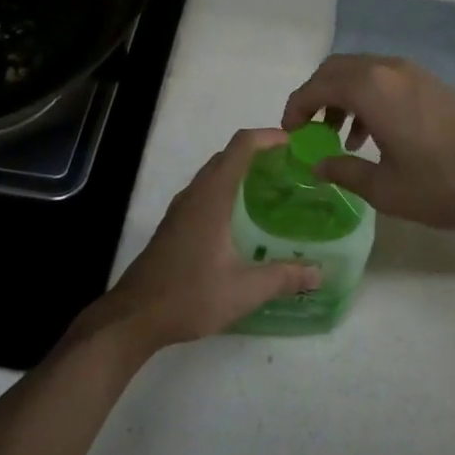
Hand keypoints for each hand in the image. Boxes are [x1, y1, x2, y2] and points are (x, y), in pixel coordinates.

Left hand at [92, 129, 320, 353]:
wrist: (134, 317)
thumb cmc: (190, 295)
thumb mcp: (244, 290)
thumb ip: (284, 277)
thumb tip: (320, 273)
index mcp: (212, 196)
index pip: (242, 147)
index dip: (268, 137)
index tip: (295, 144)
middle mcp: (195, 194)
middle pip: (228, 156)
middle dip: (259, 154)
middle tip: (292, 170)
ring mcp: (181, 209)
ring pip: (214, 174)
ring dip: (241, 172)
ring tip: (274, 190)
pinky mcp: (175, 225)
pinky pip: (205, 192)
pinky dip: (228, 190)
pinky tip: (244, 219)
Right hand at [281, 55, 454, 230]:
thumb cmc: (443, 183)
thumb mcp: (385, 188)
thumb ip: (344, 171)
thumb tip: (318, 164)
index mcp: (370, 89)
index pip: (316, 86)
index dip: (295, 108)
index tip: (288, 133)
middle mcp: (388, 70)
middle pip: (337, 70)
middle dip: (316, 97)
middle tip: (309, 130)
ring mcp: (413, 73)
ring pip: (362, 73)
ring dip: (342, 98)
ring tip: (341, 138)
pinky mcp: (432, 84)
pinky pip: (385, 80)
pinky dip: (367, 98)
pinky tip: (374, 135)